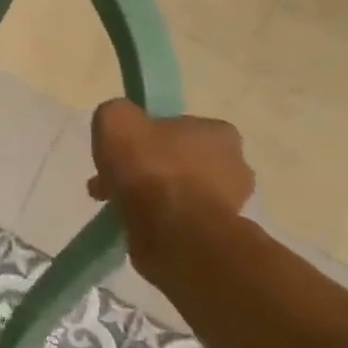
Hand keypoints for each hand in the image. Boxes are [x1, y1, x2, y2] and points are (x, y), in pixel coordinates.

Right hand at [88, 99, 253, 264]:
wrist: (173, 230)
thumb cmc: (149, 167)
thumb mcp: (116, 119)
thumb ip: (117, 113)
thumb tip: (121, 123)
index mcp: (218, 132)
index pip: (178, 127)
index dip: (146, 136)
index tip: (122, 150)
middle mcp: (234, 165)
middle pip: (178, 161)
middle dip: (146, 169)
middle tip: (113, 181)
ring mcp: (230, 203)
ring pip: (178, 191)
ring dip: (150, 196)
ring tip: (116, 204)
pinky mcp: (217, 234)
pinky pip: (179, 219)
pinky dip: (157, 219)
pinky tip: (133, 222)